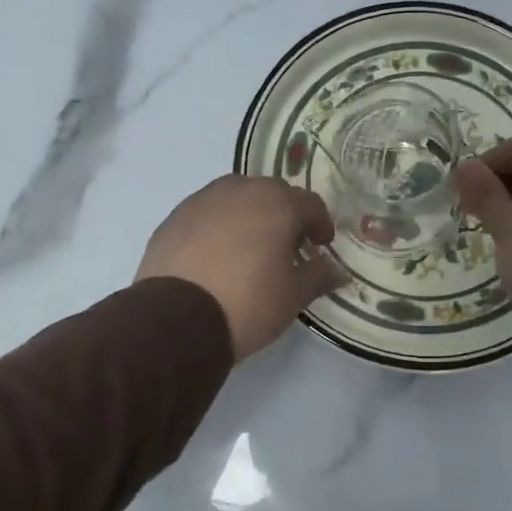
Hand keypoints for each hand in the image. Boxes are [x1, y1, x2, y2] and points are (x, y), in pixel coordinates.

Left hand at [137, 176, 348, 359]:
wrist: (177, 320)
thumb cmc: (248, 303)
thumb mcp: (293, 295)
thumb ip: (319, 276)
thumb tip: (338, 270)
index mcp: (276, 204)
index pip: (310, 203)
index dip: (320, 224)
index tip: (321, 246)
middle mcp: (240, 191)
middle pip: (271, 193)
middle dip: (285, 214)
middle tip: (288, 245)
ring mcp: (202, 201)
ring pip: (236, 197)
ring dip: (249, 214)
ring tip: (250, 246)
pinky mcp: (173, 218)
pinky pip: (206, 213)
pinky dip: (218, 226)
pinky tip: (216, 255)